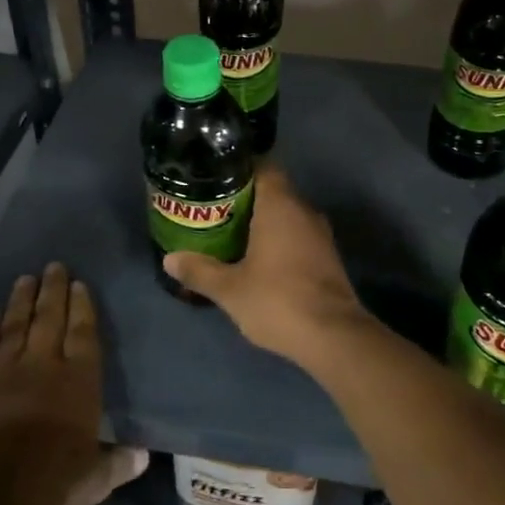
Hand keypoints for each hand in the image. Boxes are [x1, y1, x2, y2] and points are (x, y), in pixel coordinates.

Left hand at [0, 263, 147, 504]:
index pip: (83, 334)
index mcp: (78, 381)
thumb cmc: (47, 479)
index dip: (83, 308)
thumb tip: (143, 455)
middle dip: (54, 291)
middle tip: (54, 266)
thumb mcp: (92, 481)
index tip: (80, 284)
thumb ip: (117, 465)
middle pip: (50, 318)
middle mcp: (44, 364)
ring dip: (21, 300)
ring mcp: (7, 369)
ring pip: (17, 324)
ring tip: (26, 278)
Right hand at [163, 165, 371, 367]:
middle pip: (273, 190)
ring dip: (262, 221)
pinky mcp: (327, 256)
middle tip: (214, 209)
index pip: (262, 167)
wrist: (334, 337)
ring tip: (230, 233)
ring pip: (287, 215)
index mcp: (280, 205)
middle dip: (245, 198)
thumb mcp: (230, 289)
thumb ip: (199, 271)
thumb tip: (170, 259)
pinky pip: (298, 234)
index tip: (215, 179)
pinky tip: (258, 258)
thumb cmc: (278, 301)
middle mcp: (304, 210)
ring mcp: (320, 233)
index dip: (239, 169)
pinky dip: (279, 239)